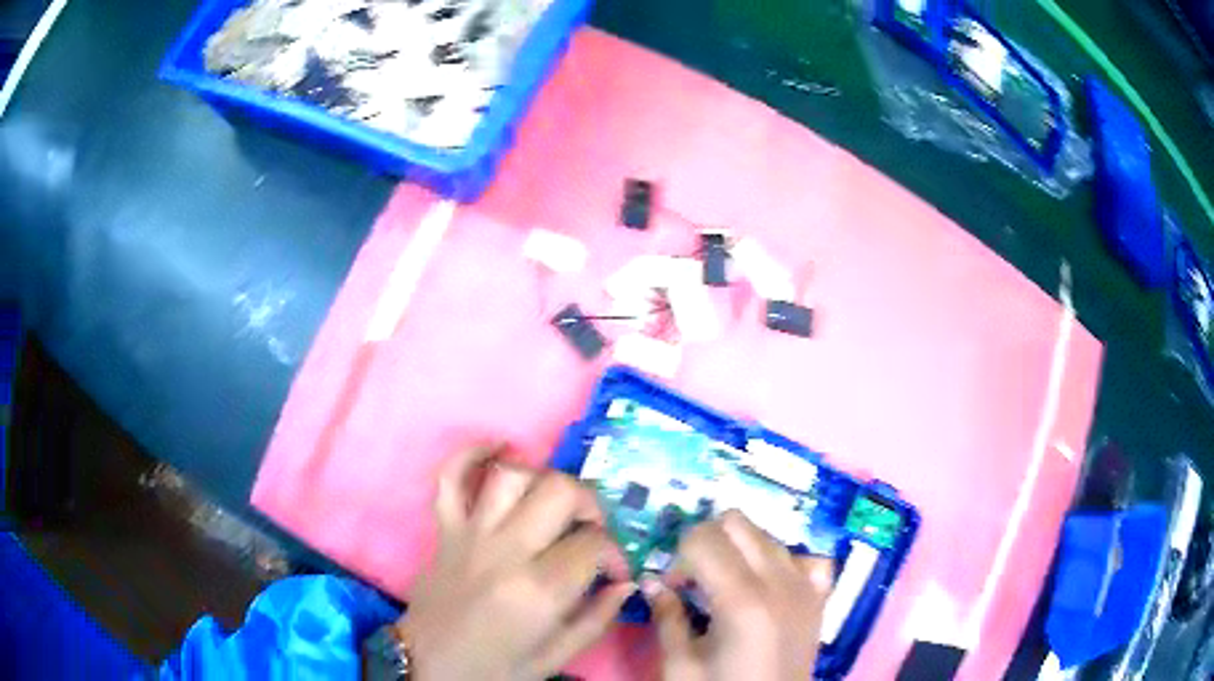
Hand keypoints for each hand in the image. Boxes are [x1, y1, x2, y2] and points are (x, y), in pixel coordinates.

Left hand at [396, 445, 632, 680]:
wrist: (429, 666)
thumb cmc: (496, 668)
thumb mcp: (556, 657)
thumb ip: (597, 618)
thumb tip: (625, 583)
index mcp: (539, 590)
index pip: (594, 543)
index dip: (617, 553)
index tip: (615, 571)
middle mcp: (506, 551)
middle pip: (559, 491)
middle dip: (590, 503)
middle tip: (591, 529)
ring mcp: (470, 535)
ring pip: (511, 475)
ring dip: (542, 478)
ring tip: (553, 502)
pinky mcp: (444, 529)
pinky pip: (450, 477)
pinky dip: (471, 454)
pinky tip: (498, 448)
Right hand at [647, 511, 833, 680]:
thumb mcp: (681, 665)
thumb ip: (667, 617)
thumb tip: (650, 580)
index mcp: (741, 600)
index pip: (703, 539)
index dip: (677, 557)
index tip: (671, 585)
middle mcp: (779, 582)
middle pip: (738, 523)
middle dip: (707, 541)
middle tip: (694, 577)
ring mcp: (806, 587)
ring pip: (768, 535)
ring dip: (740, 549)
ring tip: (725, 585)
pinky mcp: (820, 598)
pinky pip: (806, 557)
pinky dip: (783, 562)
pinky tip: (768, 586)